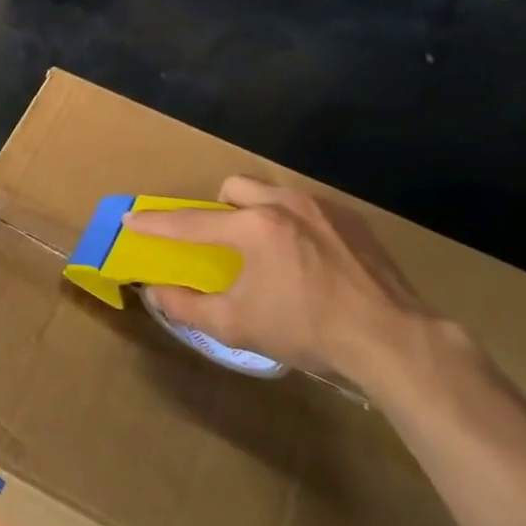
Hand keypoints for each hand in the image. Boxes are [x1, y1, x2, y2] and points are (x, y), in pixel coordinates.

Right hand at [126, 175, 465, 392]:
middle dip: (219, 207)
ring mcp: (324, 208)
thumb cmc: (306, 330)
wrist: (392, 338)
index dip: (157, 224)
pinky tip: (309, 259)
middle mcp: (285, 204)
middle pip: (236, 186)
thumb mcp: (236, 326)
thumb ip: (187, 306)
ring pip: (274, 192)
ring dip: (258, 211)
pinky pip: (308, 208)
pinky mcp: (354, 221)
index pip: (191, 222)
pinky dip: (294, 224)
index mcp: (253, 227)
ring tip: (268, 251)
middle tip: (223, 240)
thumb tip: (155, 292)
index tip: (133, 219)